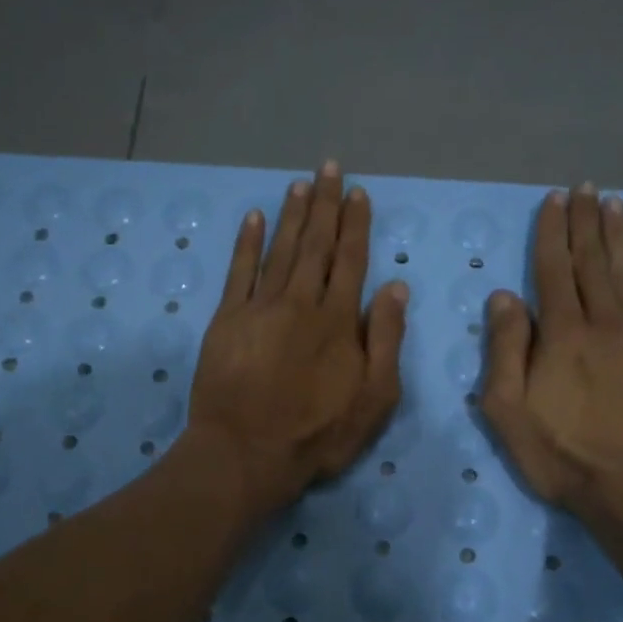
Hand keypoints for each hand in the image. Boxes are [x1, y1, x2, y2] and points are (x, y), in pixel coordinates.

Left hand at [187, 162, 407, 514]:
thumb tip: (396, 288)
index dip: (356, 225)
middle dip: (325, 205)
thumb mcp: (374, 398)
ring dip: (291, 215)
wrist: (246, 453)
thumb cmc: (317, 434)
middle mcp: (300, 302)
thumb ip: (386, 340)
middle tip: (328, 168)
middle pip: (316, 245)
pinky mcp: (226, 320)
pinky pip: (238, 271)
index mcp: (338, 320)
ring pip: (280, 250)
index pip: (351, 260)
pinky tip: (253, 218)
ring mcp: (259, 308)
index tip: (358, 193)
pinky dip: (246, 243)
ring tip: (300, 184)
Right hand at [481, 184, 622, 536]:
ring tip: (615, 204)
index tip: (552, 200)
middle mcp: (606, 323)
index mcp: (562, 335)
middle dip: (585, 222)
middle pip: (593, 262)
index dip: (551, 232)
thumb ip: (505, 350)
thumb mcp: (508, 411)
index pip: (552, 270)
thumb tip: (504, 297)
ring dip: (621, 237)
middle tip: (585, 188)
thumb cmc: (563, 456)